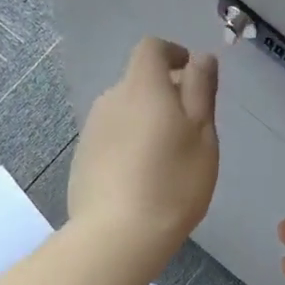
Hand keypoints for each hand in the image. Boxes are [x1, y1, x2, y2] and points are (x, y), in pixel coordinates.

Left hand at [68, 37, 219, 267]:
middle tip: (188, 130)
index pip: (151, 48)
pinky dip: (127, 145)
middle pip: (137, 82)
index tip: (191, 74)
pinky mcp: (81, 158)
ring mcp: (91, 130)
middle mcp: (110, 100)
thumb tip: (200, 58)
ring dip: (144, 122)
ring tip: (165, 159)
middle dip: (163, 94)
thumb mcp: (202, 136)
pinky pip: (110, 138)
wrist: (117, 235)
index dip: (172, 54)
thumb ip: (201, 91)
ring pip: (123, 112)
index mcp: (142, 87)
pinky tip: (140, 179)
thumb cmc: (173, 184)